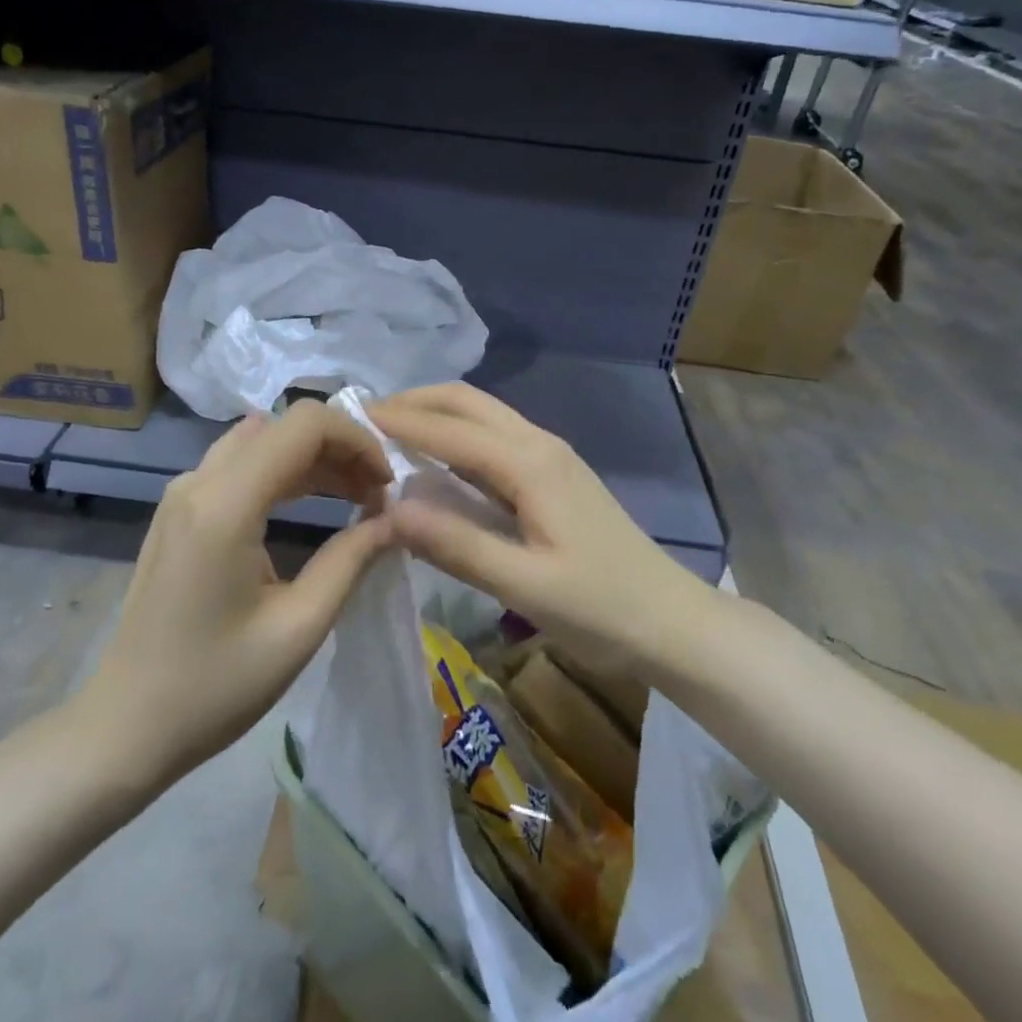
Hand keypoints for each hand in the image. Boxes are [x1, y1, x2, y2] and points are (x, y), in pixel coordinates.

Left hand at [81, 401, 396, 792]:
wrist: (126, 726)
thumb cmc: (215, 687)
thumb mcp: (298, 628)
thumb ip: (351, 560)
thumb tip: (393, 519)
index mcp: (225, 504)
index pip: (304, 424)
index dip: (357, 439)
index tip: (386, 484)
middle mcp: (198, 481)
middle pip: (282, 426)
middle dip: (339, 448)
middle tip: (377, 495)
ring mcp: (181, 493)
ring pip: (261, 440)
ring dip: (312, 457)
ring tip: (355, 497)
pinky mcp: (177, 511)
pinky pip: (238, 464)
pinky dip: (282, 471)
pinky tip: (310, 505)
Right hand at [370, 383, 709, 679]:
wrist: (672, 620)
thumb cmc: (602, 608)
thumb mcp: (525, 585)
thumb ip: (456, 545)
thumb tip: (389, 509)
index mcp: (530, 464)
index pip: (449, 428)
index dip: (398, 421)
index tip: (349, 417)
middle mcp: (539, 444)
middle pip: (467, 401)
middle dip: (415, 401)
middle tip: (365, 420)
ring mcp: (550, 456)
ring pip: (483, 414)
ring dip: (436, 413)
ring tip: (389, 434)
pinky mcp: (553, 474)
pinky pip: (494, 437)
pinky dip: (456, 435)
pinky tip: (436, 460)